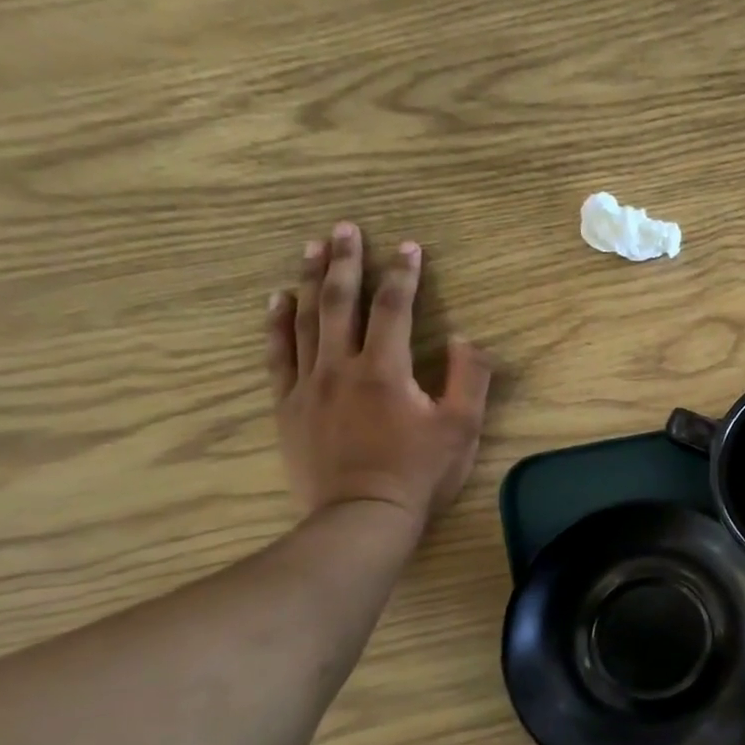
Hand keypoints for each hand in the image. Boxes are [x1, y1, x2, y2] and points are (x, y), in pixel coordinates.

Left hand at [268, 221, 492, 527]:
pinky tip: (277, 300)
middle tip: (344, 228)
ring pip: (305, 320)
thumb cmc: (419, 472)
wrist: (362, 515)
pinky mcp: (288, 406)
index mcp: (385, 369)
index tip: (409, 246)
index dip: (403, 274)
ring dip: (308, 280)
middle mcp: (341, 366)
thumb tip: (464, 338)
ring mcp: (308, 385)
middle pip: (339, 302)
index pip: (394, 308)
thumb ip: (467, 377)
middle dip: (344, 261)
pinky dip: (277, 323)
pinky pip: (278, 355)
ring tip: (311, 247)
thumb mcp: (462, 427)